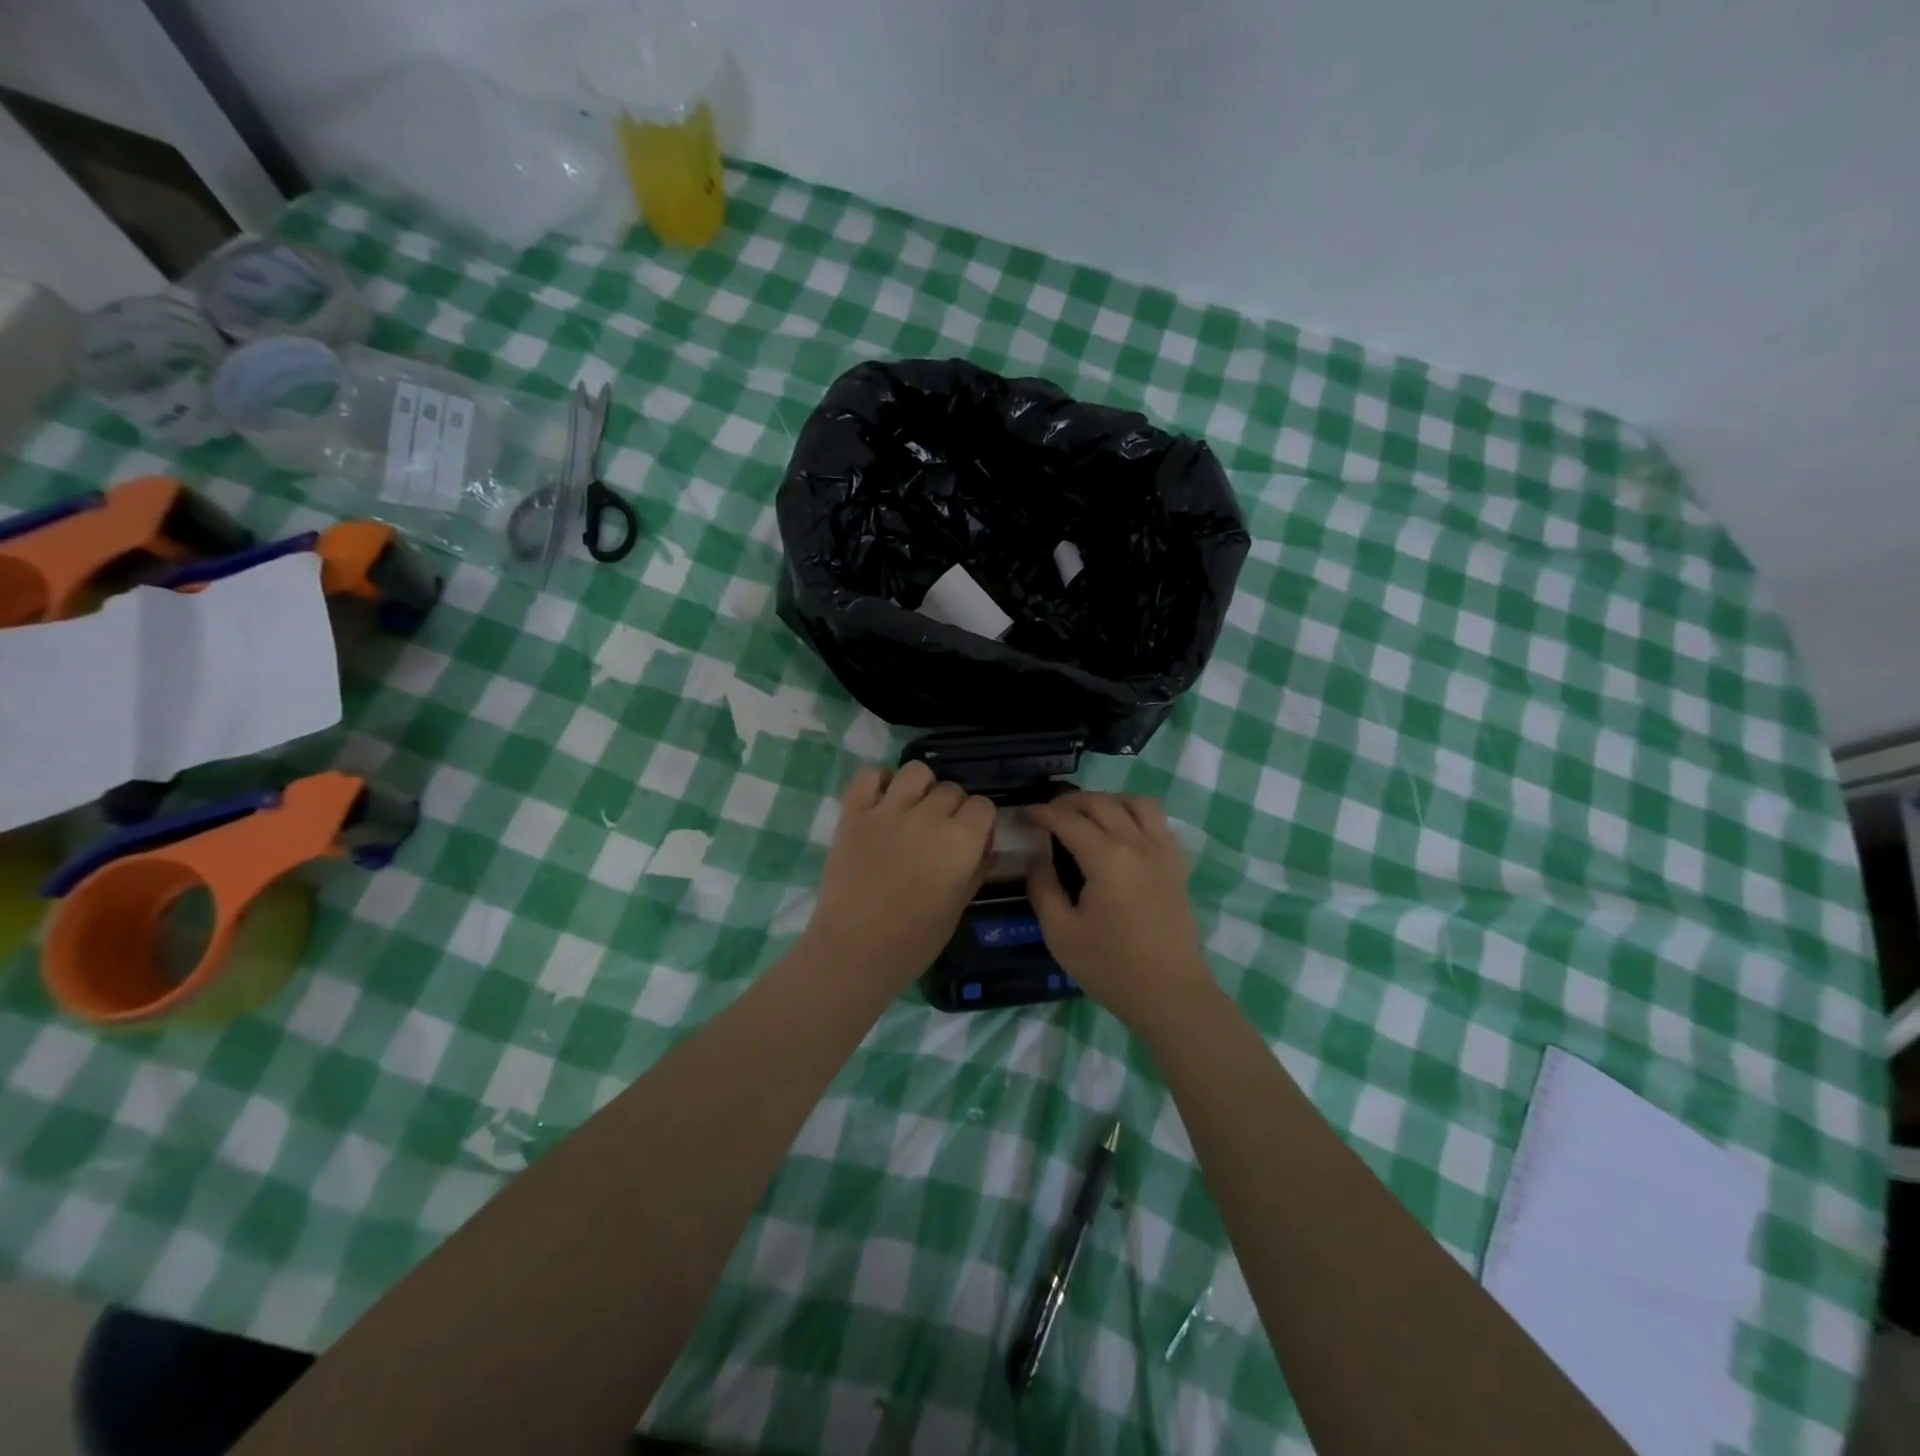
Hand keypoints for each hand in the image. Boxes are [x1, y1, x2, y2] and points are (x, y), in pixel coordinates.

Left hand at [803, 762, 995, 987]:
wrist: (854, 951)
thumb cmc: (914, 941)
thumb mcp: (958, 908)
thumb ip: (977, 870)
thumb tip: (987, 847)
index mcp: (960, 841)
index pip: (983, 806)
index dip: (979, 822)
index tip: (970, 840)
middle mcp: (928, 816)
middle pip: (951, 789)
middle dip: (952, 808)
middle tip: (939, 833)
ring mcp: (888, 811)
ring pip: (916, 771)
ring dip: (921, 787)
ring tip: (913, 809)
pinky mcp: (854, 813)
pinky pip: (869, 775)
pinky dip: (877, 781)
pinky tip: (882, 801)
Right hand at [1026, 792, 1213, 1028]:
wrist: (1170, 994)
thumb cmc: (1110, 967)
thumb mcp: (1060, 933)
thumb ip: (1043, 888)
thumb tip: (1036, 857)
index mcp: (1107, 858)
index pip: (1068, 820)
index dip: (1041, 813)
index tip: (1022, 815)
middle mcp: (1137, 844)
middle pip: (1101, 803)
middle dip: (1069, 801)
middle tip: (1047, 814)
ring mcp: (1163, 852)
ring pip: (1137, 803)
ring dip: (1108, 800)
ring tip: (1088, 815)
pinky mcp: (1177, 865)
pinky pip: (1159, 822)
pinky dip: (1135, 815)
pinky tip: (1122, 833)